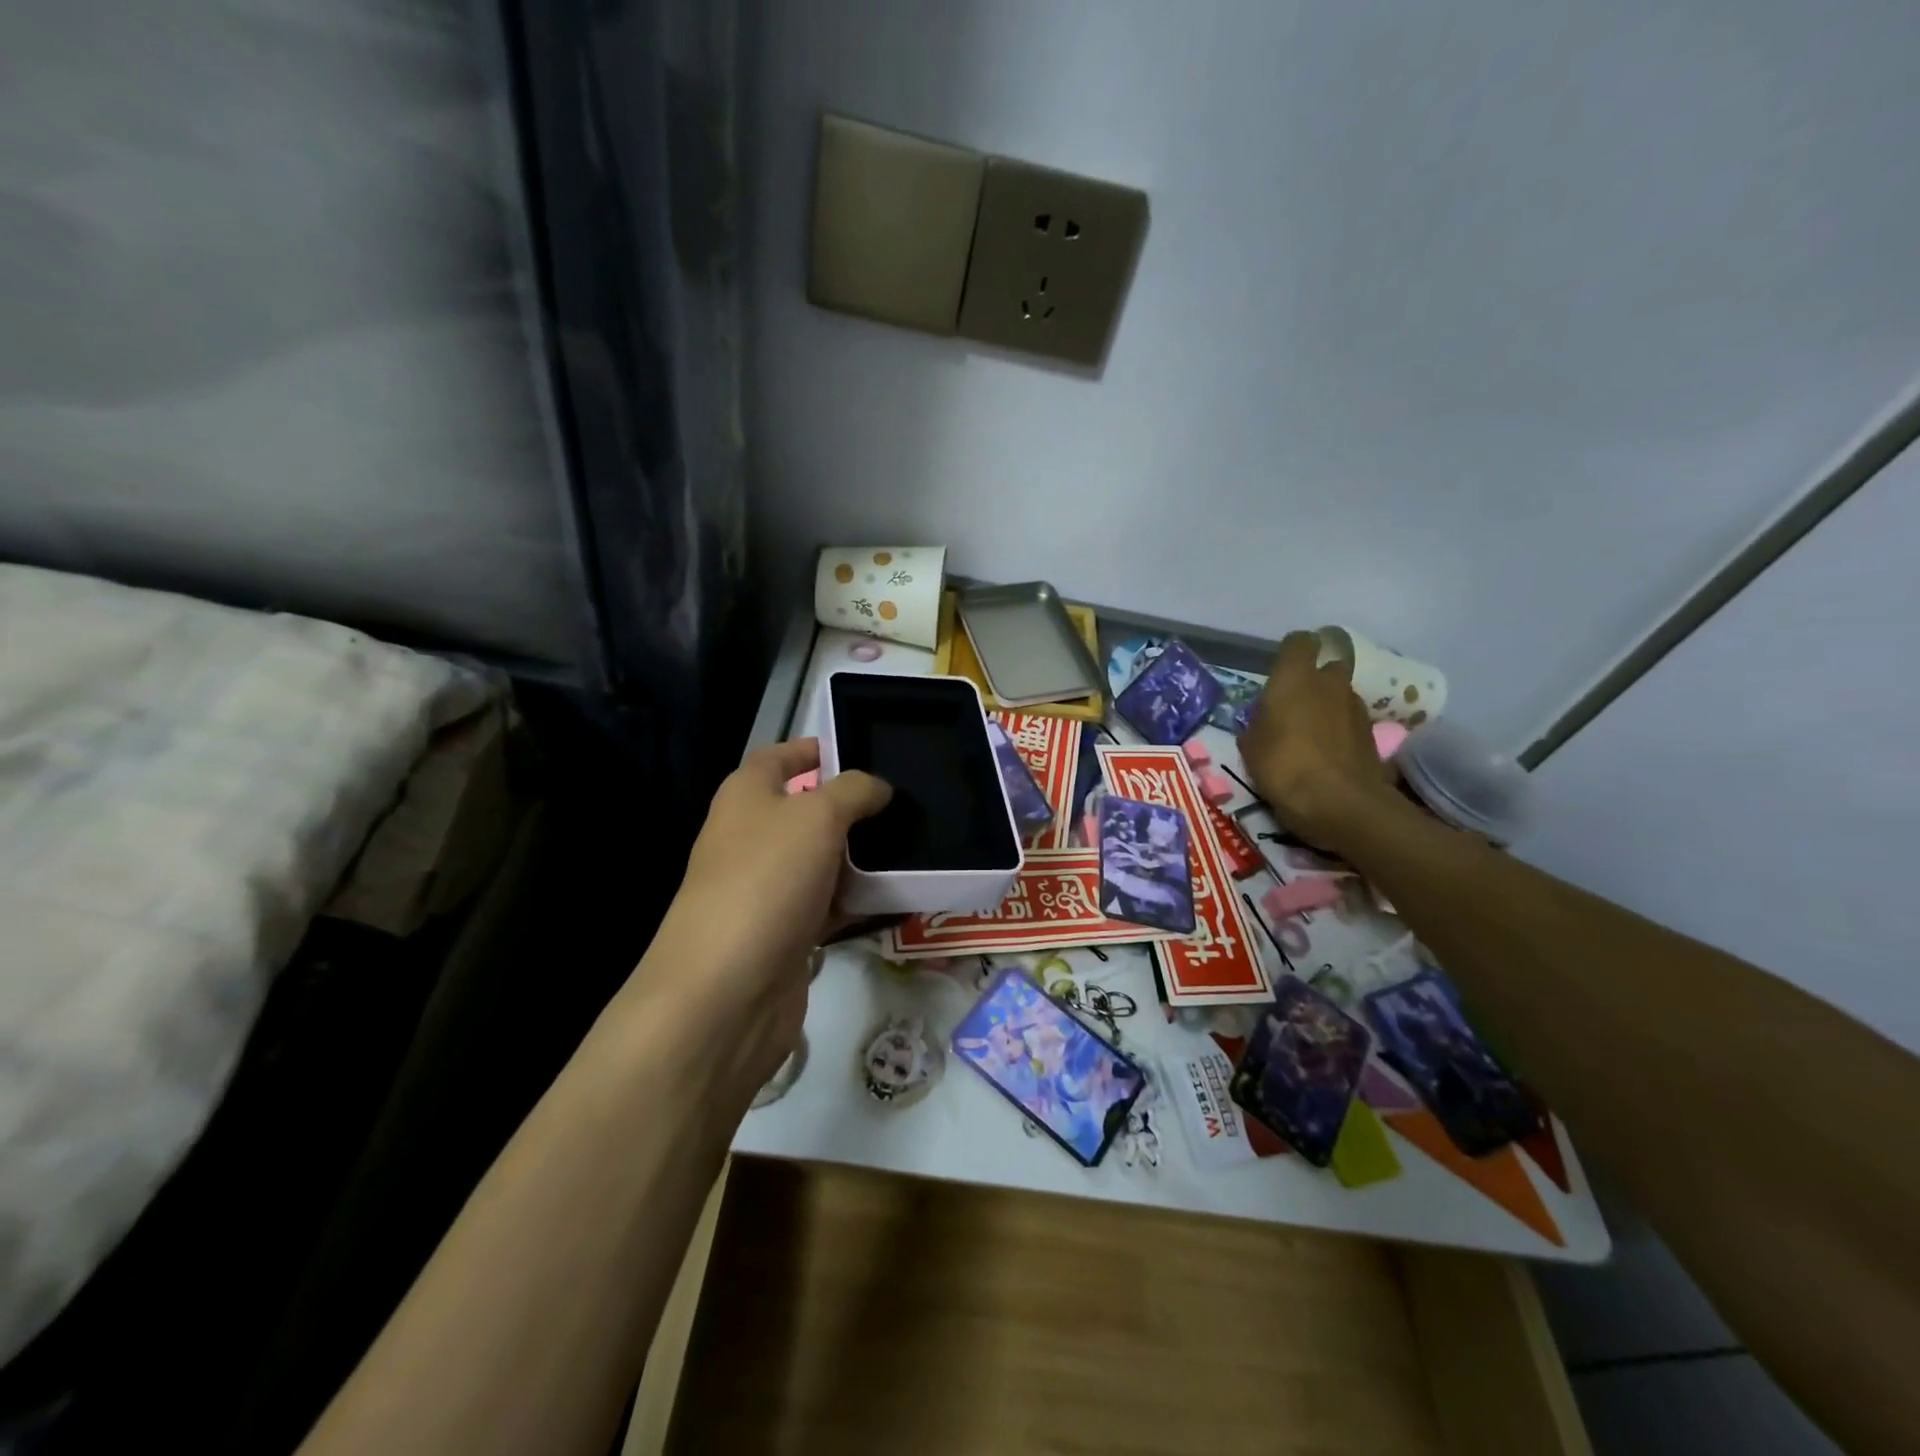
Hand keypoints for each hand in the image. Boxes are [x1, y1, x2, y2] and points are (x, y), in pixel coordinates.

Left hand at [639, 739, 890, 1099]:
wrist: (727, 990)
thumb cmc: (767, 880)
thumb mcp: (817, 816)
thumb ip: (854, 791)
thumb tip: (877, 787)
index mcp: (746, 796)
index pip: (781, 757)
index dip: (816, 748)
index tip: (865, 749)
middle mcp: (753, 837)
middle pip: (808, 809)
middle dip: (854, 805)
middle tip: (908, 801)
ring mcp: (768, 887)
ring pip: (824, 858)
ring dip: (863, 855)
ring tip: (916, 842)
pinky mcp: (786, 931)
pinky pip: (830, 903)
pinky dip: (860, 899)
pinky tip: (899, 894)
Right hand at [1237, 631, 1396, 852]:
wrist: (1338, 803)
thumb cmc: (1282, 765)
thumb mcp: (1250, 746)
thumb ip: (1256, 723)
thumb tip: (1262, 720)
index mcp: (1295, 677)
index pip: (1299, 642)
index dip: (1292, 652)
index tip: (1281, 669)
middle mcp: (1330, 683)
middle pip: (1327, 667)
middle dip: (1315, 680)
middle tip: (1296, 705)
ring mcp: (1356, 708)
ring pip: (1341, 695)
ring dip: (1329, 707)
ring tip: (1312, 735)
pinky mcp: (1372, 734)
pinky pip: (1352, 722)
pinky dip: (1341, 731)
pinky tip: (1328, 754)